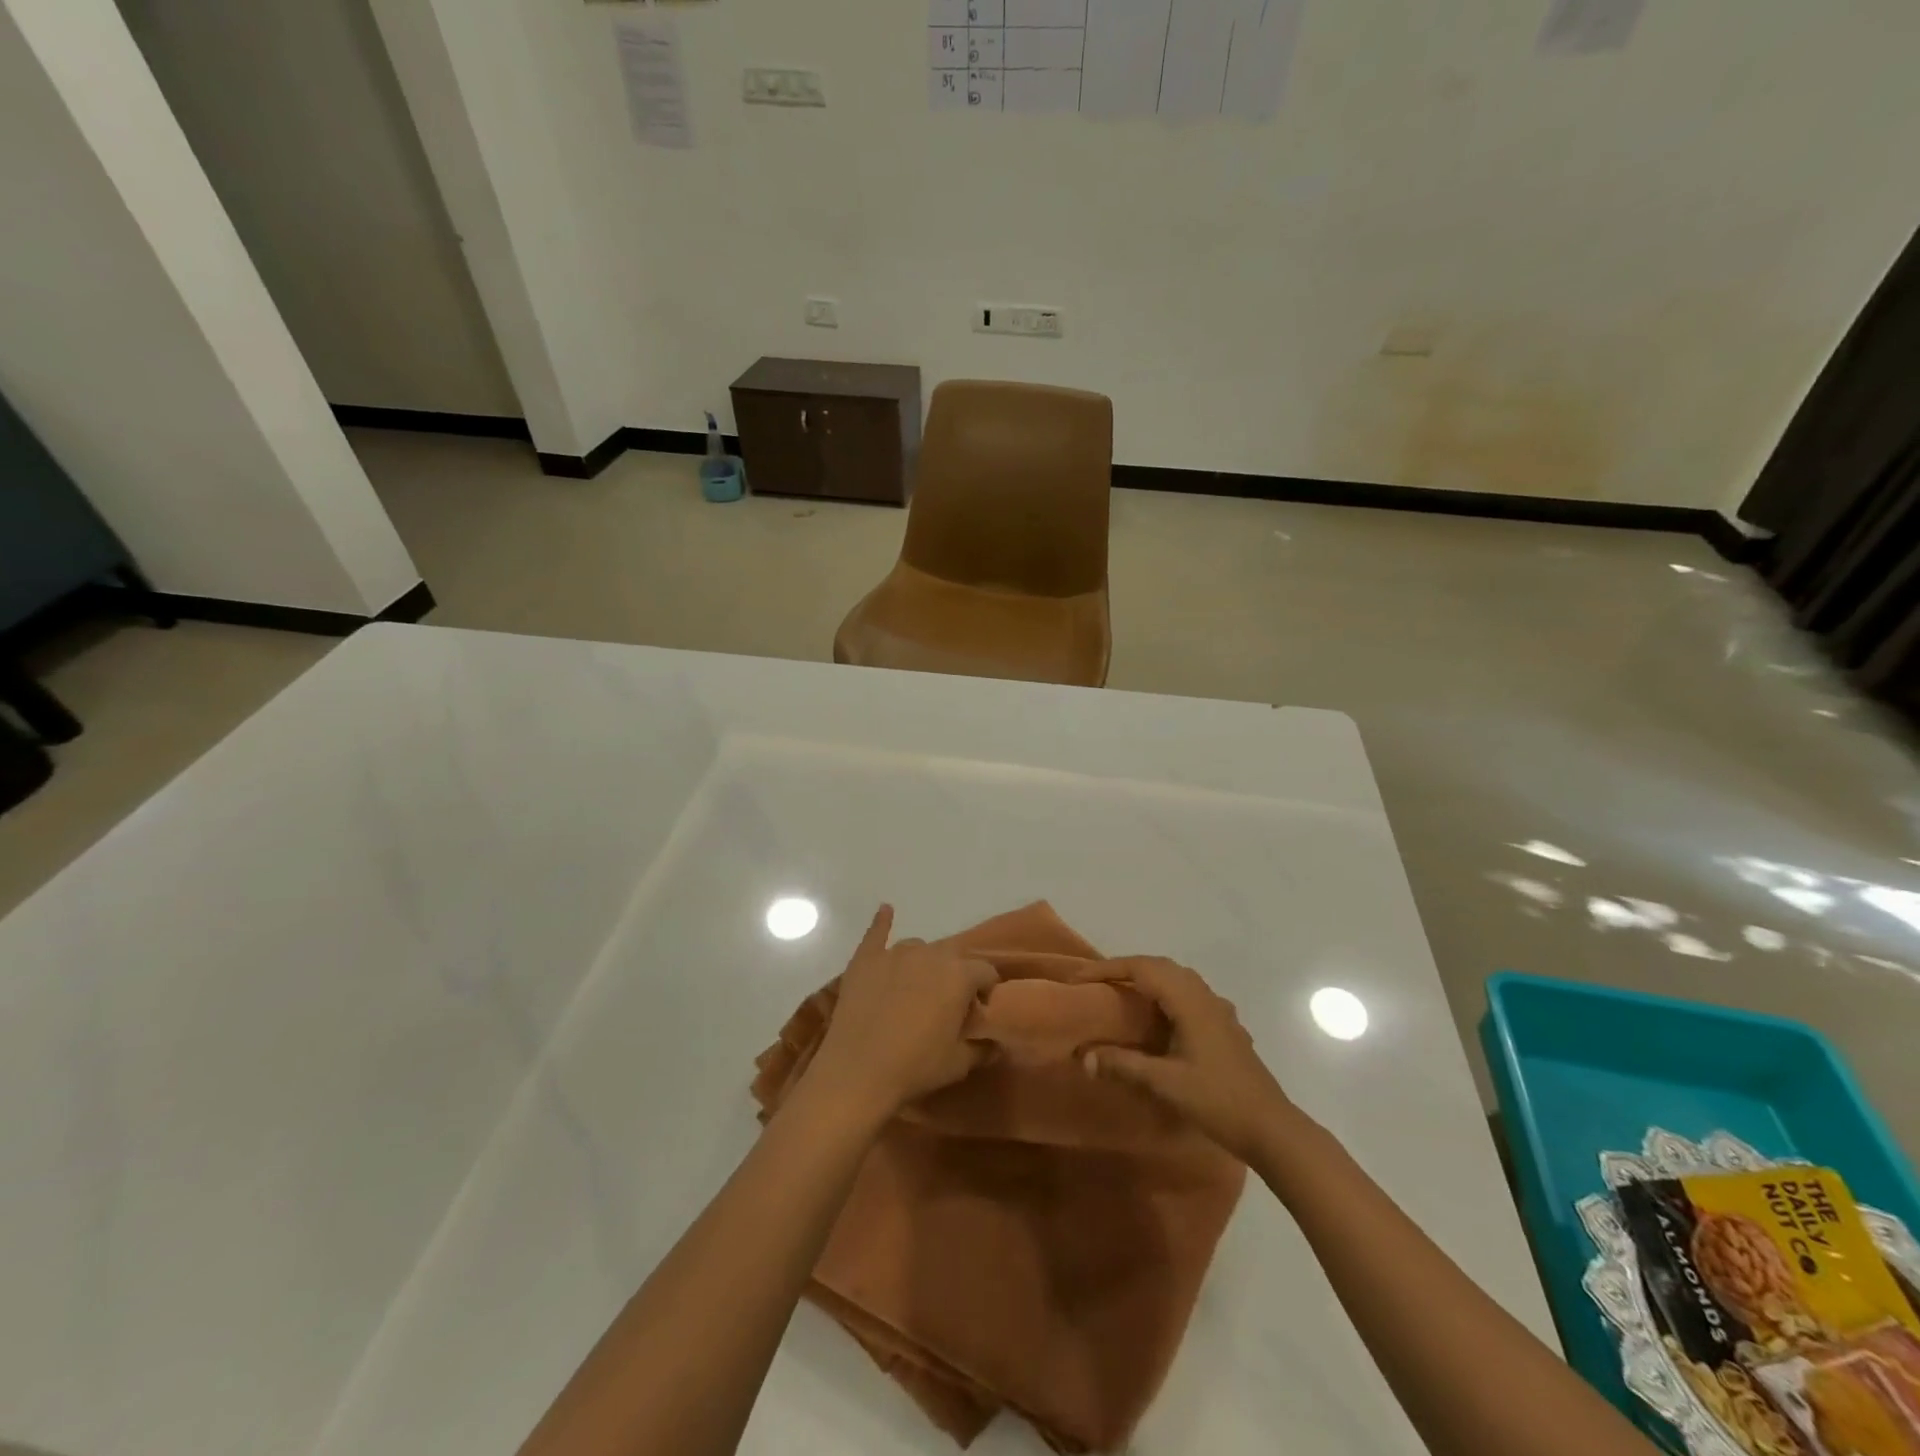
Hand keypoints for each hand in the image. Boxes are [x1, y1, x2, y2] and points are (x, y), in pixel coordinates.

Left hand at [803, 906, 999, 1123]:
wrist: (857, 1071)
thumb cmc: (915, 1066)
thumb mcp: (959, 1063)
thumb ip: (982, 1048)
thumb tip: (996, 1043)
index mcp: (960, 974)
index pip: (986, 971)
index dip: (985, 992)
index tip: (976, 1014)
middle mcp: (931, 953)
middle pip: (952, 957)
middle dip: (955, 976)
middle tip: (946, 1006)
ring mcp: (895, 953)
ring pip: (918, 948)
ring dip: (923, 964)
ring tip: (914, 991)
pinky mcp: (866, 959)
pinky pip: (876, 933)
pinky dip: (882, 922)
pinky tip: (885, 911)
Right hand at [1084, 956, 1293, 1163]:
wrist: (1272, 1129)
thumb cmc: (1218, 1101)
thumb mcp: (1166, 1083)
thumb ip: (1123, 1065)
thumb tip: (1083, 1056)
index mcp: (1189, 1001)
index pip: (1142, 969)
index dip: (1109, 969)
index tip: (1080, 977)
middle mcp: (1205, 996)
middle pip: (1161, 967)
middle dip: (1126, 969)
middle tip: (1097, 982)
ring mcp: (1219, 1011)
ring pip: (1178, 979)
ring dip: (1149, 978)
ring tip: (1123, 994)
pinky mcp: (1226, 1027)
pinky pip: (1189, 995)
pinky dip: (1166, 994)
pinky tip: (1161, 1018)